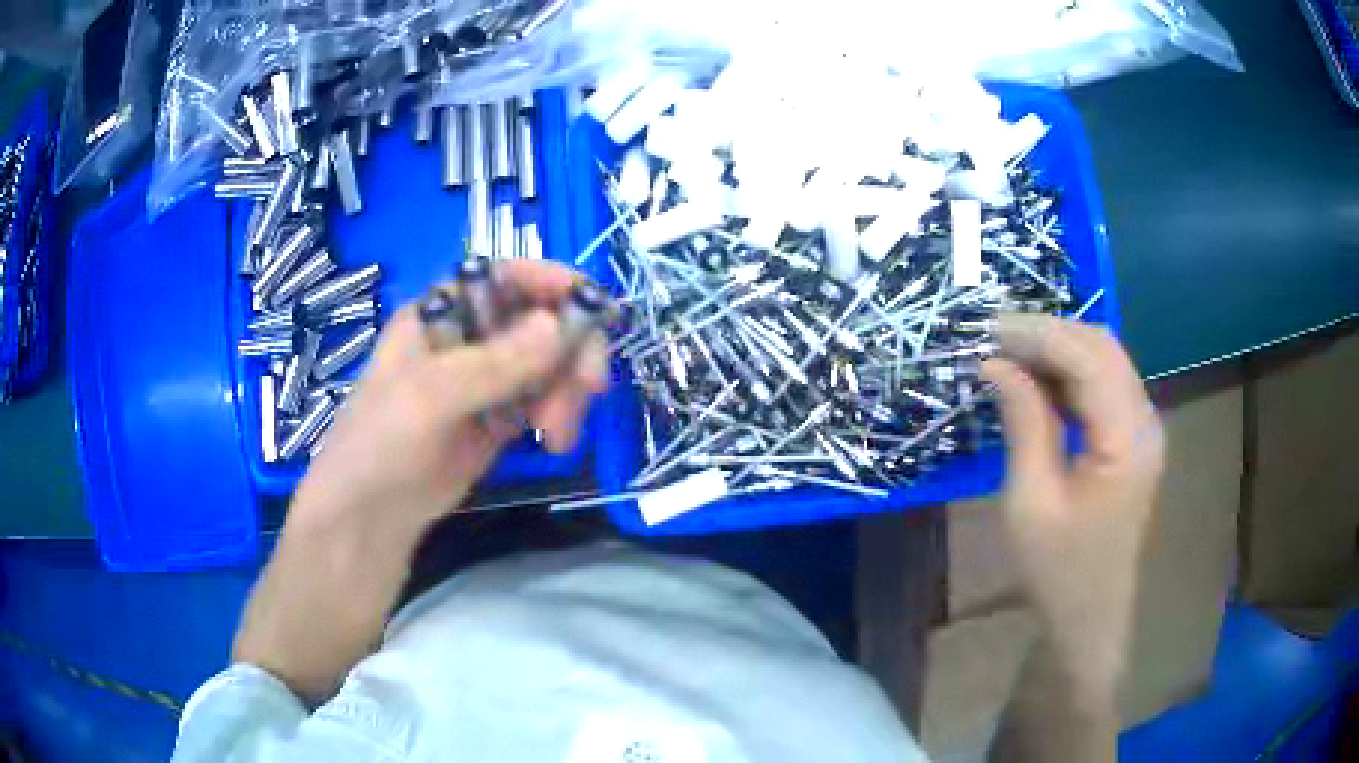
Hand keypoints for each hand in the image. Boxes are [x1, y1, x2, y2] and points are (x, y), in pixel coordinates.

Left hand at [290, 260, 608, 532]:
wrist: (370, 516)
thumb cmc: (381, 442)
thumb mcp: (429, 397)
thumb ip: (493, 363)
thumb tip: (557, 326)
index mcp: (442, 311)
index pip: (505, 277)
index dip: (551, 283)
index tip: (595, 309)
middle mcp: (469, 336)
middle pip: (541, 320)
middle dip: (570, 351)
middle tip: (586, 391)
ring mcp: (487, 379)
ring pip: (551, 363)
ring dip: (568, 391)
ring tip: (557, 434)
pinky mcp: (501, 418)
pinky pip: (546, 400)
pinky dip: (561, 415)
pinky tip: (556, 443)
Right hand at [981, 313, 1163, 695]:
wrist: (1090, 616)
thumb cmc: (1058, 570)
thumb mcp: (1031, 500)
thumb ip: (1023, 422)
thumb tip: (995, 362)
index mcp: (1127, 439)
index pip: (1088, 358)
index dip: (1038, 334)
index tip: (987, 329)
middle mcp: (1145, 421)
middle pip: (1102, 347)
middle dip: (1047, 333)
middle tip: (993, 337)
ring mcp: (1143, 428)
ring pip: (1104, 360)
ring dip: (1058, 349)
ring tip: (1008, 353)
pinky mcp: (1133, 438)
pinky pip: (1104, 386)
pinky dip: (1069, 373)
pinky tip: (1036, 380)